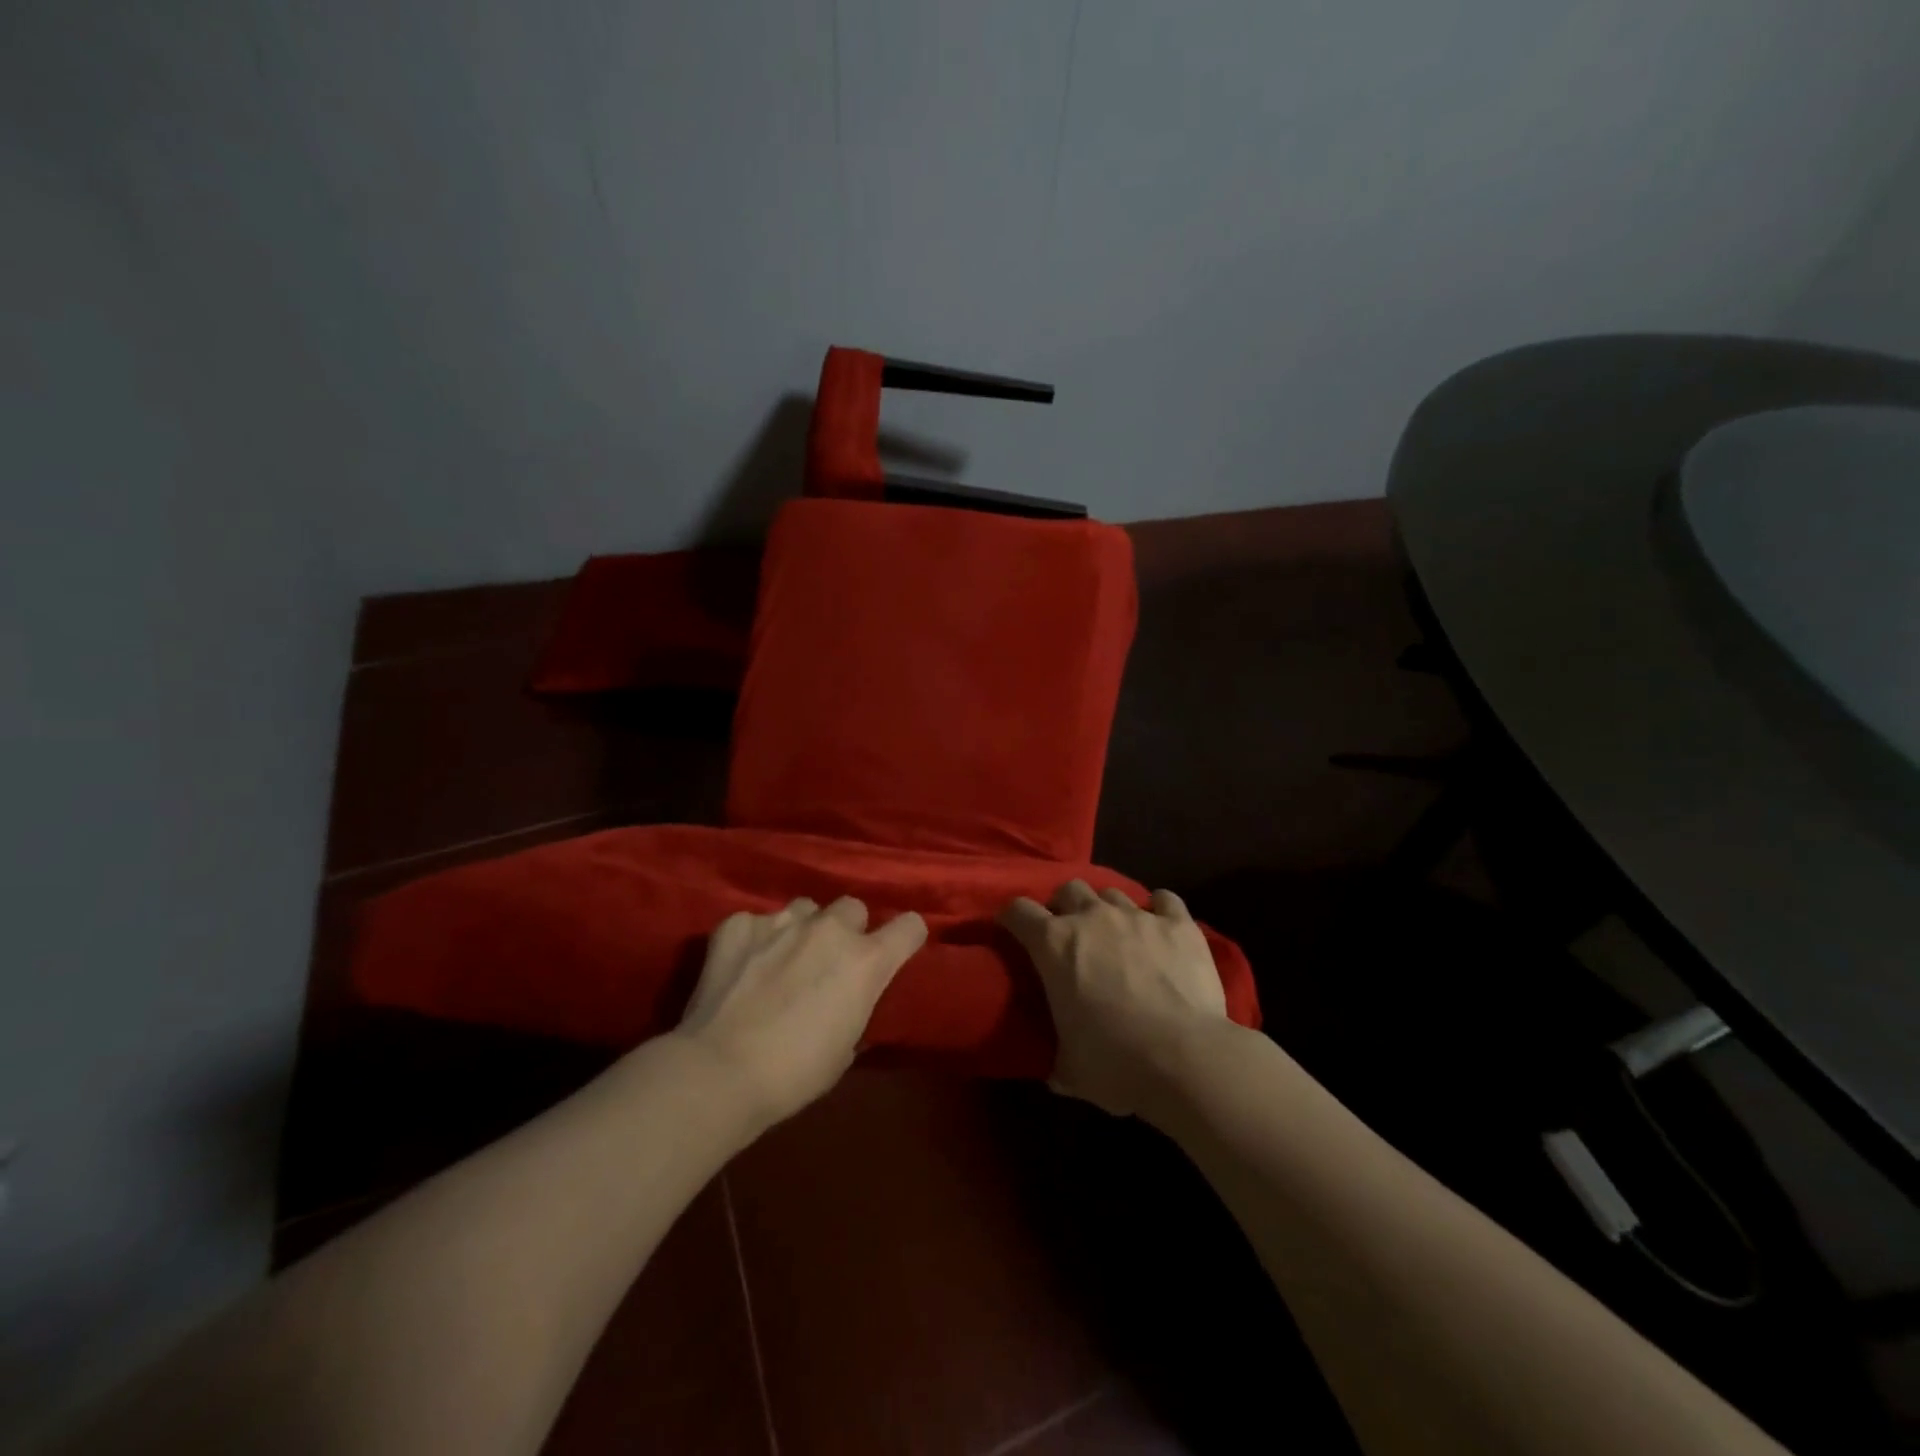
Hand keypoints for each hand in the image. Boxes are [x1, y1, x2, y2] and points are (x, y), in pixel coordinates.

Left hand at [676, 897, 926, 1125]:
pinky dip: (754, 940)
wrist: (719, 1071)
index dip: (906, 937)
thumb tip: (846, 1001)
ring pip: (805, 908)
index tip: (896, 950)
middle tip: (828, 961)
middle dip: (847, 929)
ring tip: (781, 959)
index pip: (910, 926)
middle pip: (853, 907)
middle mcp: (829, 929)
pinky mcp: (738, 924)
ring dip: (802, 929)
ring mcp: (781, 921)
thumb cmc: (794, 1074)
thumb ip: (854, 1007)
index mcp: (866, 961)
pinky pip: (756, 922)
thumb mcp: (845, 1048)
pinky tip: (741, 967)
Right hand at [999, 879, 1227, 1115]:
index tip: (1013, 931)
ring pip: (1113, 893)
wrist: (1185, 1059)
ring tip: (1117, 935)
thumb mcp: (1068, 1069)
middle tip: (1070, 934)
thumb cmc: (1115, 1064)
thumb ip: (1054, 1057)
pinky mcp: (1179, 924)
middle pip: (1068, 889)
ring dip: (1108, 910)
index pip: (1018, 910)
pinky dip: (1159, 909)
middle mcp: (1092, 917)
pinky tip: (1161, 926)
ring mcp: (1138, 916)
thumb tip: (1053, 1069)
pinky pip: (1165, 899)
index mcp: (1054, 944)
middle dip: (1064, 907)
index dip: (1012, 918)